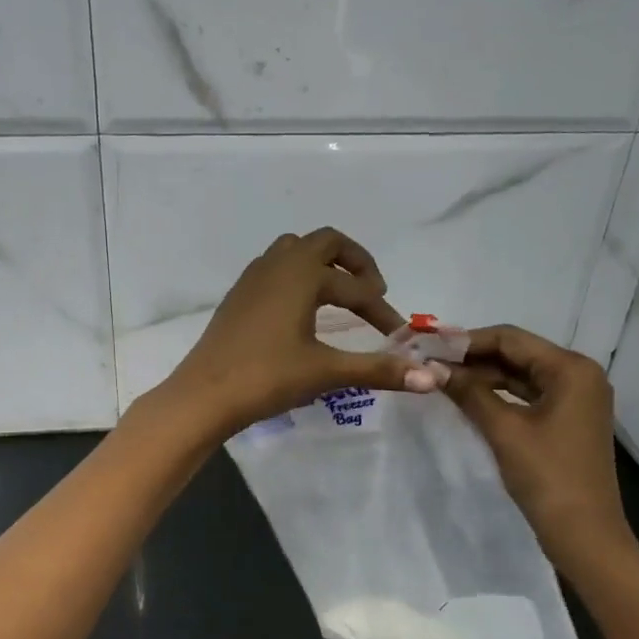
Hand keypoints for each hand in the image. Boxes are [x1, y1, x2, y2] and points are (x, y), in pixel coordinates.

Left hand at [156, 227, 442, 437]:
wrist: (204, 395)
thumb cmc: (267, 377)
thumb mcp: (327, 372)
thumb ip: (380, 370)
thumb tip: (434, 377)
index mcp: (301, 275)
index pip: (355, 287)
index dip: (382, 309)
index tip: (398, 335)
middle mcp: (277, 265)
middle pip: (325, 243)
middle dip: (355, 262)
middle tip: (373, 291)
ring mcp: (253, 278)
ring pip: (295, 251)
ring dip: (323, 265)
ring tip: (340, 295)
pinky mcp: (238, 295)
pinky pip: (275, 268)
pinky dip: (298, 277)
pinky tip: (301, 309)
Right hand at [442, 325, 630, 569]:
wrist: (585, 537)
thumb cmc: (547, 477)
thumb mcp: (503, 430)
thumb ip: (468, 391)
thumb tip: (431, 367)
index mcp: (571, 368)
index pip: (510, 338)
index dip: (466, 340)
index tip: (428, 346)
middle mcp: (579, 374)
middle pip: (517, 352)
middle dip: (473, 356)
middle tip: (430, 361)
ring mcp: (576, 398)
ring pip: (521, 373)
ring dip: (484, 375)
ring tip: (442, 378)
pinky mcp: (568, 419)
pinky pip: (528, 394)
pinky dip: (499, 393)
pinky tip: (468, 397)